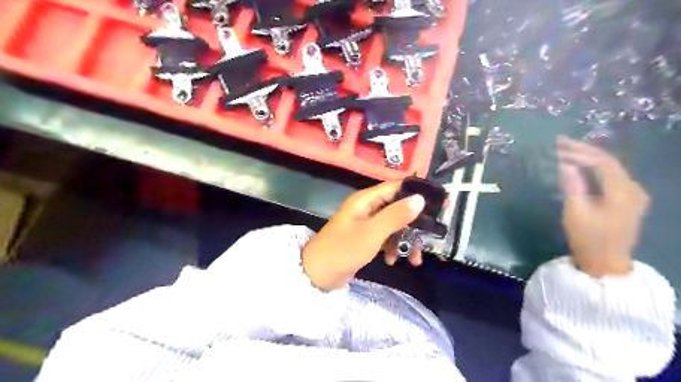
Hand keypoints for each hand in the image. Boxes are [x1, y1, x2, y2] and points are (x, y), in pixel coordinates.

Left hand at [303, 180, 423, 290]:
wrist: (317, 274)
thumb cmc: (344, 250)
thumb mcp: (372, 232)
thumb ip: (396, 215)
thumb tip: (419, 198)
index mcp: (366, 200)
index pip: (396, 187)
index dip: (417, 192)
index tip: (439, 201)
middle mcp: (367, 208)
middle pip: (398, 207)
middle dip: (414, 224)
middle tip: (431, 236)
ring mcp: (366, 223)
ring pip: (394, 225)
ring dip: (405, 240)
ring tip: (415, 258)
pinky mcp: (366, 238)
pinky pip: (386, 237)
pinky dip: (393, 247)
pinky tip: (393, 261)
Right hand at [558, 136, 647, 276]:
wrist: (605, 262)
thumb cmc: (588, 238)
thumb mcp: (575, 211)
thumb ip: (572, 185)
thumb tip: (566, 164)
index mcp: (622, 191)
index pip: (602, 162)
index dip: (579, 151)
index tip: (558, 146)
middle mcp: (633, 189)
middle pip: (609, 162)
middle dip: (583, 151)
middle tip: (561, 143)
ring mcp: (633, 195)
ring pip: (610, 168)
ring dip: (588, 158)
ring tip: (567, 151)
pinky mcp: (628, 200)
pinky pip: (611, 177)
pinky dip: (594, 169)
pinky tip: (580, 167)